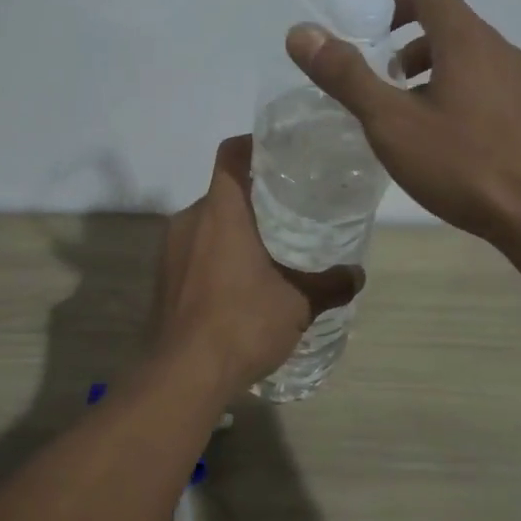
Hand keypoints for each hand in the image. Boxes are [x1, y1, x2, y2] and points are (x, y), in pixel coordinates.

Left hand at [153, 136, 362, 388]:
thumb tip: (357, 275)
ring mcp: (170, 250)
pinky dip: (216, 256)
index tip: (279, 155)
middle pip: (222, 192)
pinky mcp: (162, 278)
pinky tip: (239, 285)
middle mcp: (189, 220)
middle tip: (287, 211)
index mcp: (221, 211)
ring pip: (207, 223)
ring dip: (233, 230)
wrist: (183, 375)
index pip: (231, 154)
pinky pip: (193, 251)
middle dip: (253, 198)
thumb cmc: (242, 323)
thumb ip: (329, 285)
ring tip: (267, 250)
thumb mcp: (297, 304)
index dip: (253, 145)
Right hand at [286, 0, 520, 252]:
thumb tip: (301, 32)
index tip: (372, 41)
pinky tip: (455, 151)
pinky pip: (494, 91)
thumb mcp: (392, 123)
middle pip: (451, 28)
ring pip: (473, 62)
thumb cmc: (466, 165)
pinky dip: (464, 101)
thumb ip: (346, 77)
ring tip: (415, 125)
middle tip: (386, 92)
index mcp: (468, 41)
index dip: (393, 4)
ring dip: (436, 78)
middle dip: (408, 50)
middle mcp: (504, 51)